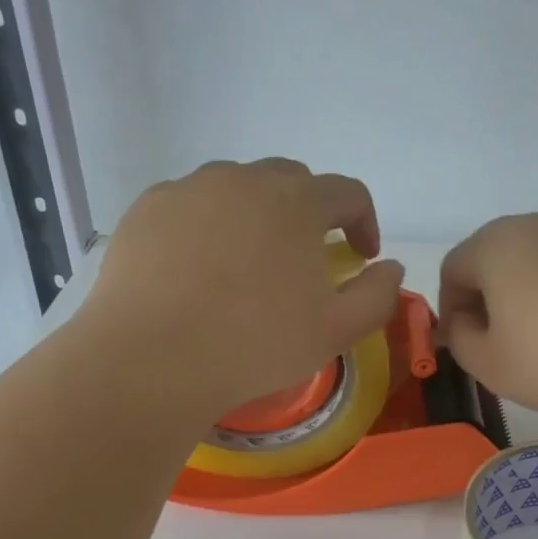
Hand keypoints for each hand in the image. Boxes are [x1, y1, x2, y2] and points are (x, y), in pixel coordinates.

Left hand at [84, 159, 404, 420]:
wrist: (152, 359)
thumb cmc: (256, 344)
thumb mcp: (337, 331)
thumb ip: (378, 295)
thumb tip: (389, 268)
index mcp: (298, 202)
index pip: (348, 193)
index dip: (364, 222)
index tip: (363, 256)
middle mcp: (245, 179)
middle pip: (291, 180)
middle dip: (309, 211)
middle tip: (306, 256)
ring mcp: (190, 189)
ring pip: (237, 188)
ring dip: (256, 214)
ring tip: (249, 261)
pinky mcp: (147, 208)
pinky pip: (191, 204)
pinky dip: (207, 225)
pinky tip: (199, 268)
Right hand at [438, 213, 537, 417]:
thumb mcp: (490, 364)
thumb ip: (459, 340)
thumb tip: (464, 323)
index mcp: (494, 245)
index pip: (452, 269)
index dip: (449, 310)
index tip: (463, 346)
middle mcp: (532, 226)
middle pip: (490, 259)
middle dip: (483, 299)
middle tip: (495, 342)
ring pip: (529, 262)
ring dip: (519, 296)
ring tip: (536, 340)